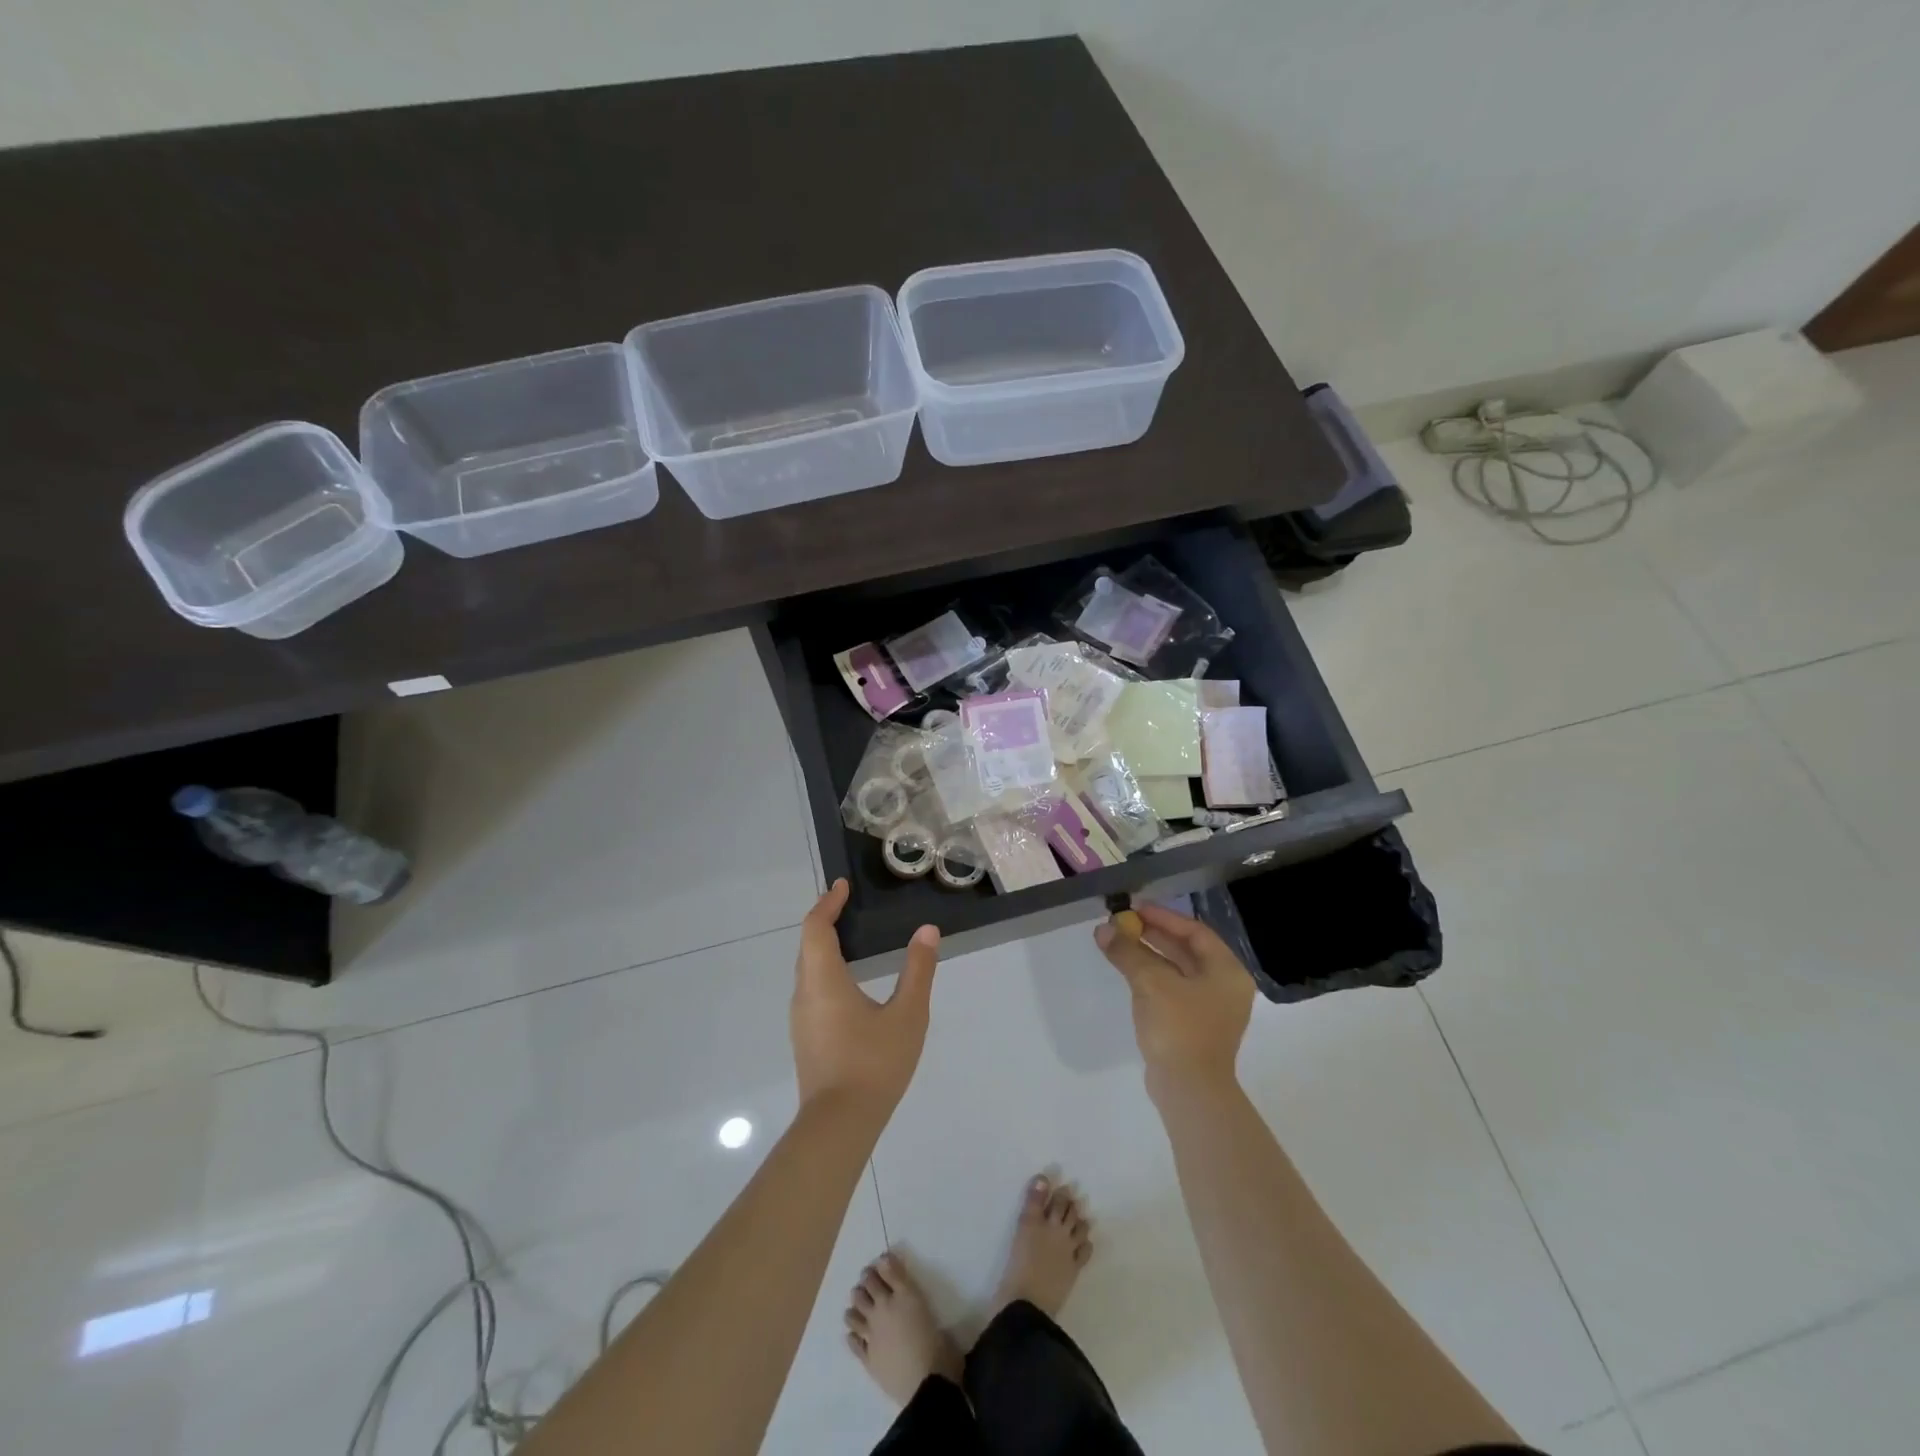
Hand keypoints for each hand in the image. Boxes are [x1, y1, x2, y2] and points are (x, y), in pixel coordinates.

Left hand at [791, 879, 940, 1116]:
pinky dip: (824, 970)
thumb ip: (918, 971)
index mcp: (824, 980)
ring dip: (823, 947)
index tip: (843, 886)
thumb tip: (927, 931)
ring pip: (807, 969)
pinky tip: (848, 983)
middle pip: (808, 946)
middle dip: (825, 921)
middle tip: (847, 906)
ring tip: (850, 938)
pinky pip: (811, 989)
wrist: (839, 1125)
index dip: (828, 903)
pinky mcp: (805, 1038)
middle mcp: (805, 993)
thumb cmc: (874, 1063)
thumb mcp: (908, 1015)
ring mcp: (801, 1018)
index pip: (816, 928)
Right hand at [1095, 903, 1252, 1100]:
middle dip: (1153, 935)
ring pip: (1177, 971)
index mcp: (1227, 971)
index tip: (1135, 909)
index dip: (1164, 917)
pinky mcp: (1193, 1026)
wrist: (1189, 1090)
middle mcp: (1224, 987)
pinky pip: (1172, 990)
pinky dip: (1151, 976)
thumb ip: (1127, 952)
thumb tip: (1103, 930)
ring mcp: (1210, 1009)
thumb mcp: (1151, 982)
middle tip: (1123, 923)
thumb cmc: (1179, 1027)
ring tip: (1119, 942)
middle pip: (1186, 950)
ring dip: (1149, 955)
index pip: (1195, 932)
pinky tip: (1128, 971)